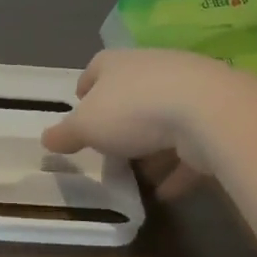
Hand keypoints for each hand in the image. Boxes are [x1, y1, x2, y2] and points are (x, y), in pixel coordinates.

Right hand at [41, 49, 239, 196]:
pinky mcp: (211, 118)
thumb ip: (67, 133)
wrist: (206, 110)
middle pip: (130, 92)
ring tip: (138, 174)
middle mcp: (151, 69)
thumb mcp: (88, 125)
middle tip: (107, 146)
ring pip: (162, 119)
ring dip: (151, 146)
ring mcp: (186, 91)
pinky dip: (176, 168)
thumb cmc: (133, 110)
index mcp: (117, 63)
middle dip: (119, 119)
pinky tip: (166, 192)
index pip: (96, 68)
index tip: (79, 107)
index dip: (86, 88)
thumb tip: (46, 138)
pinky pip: (188, 146)